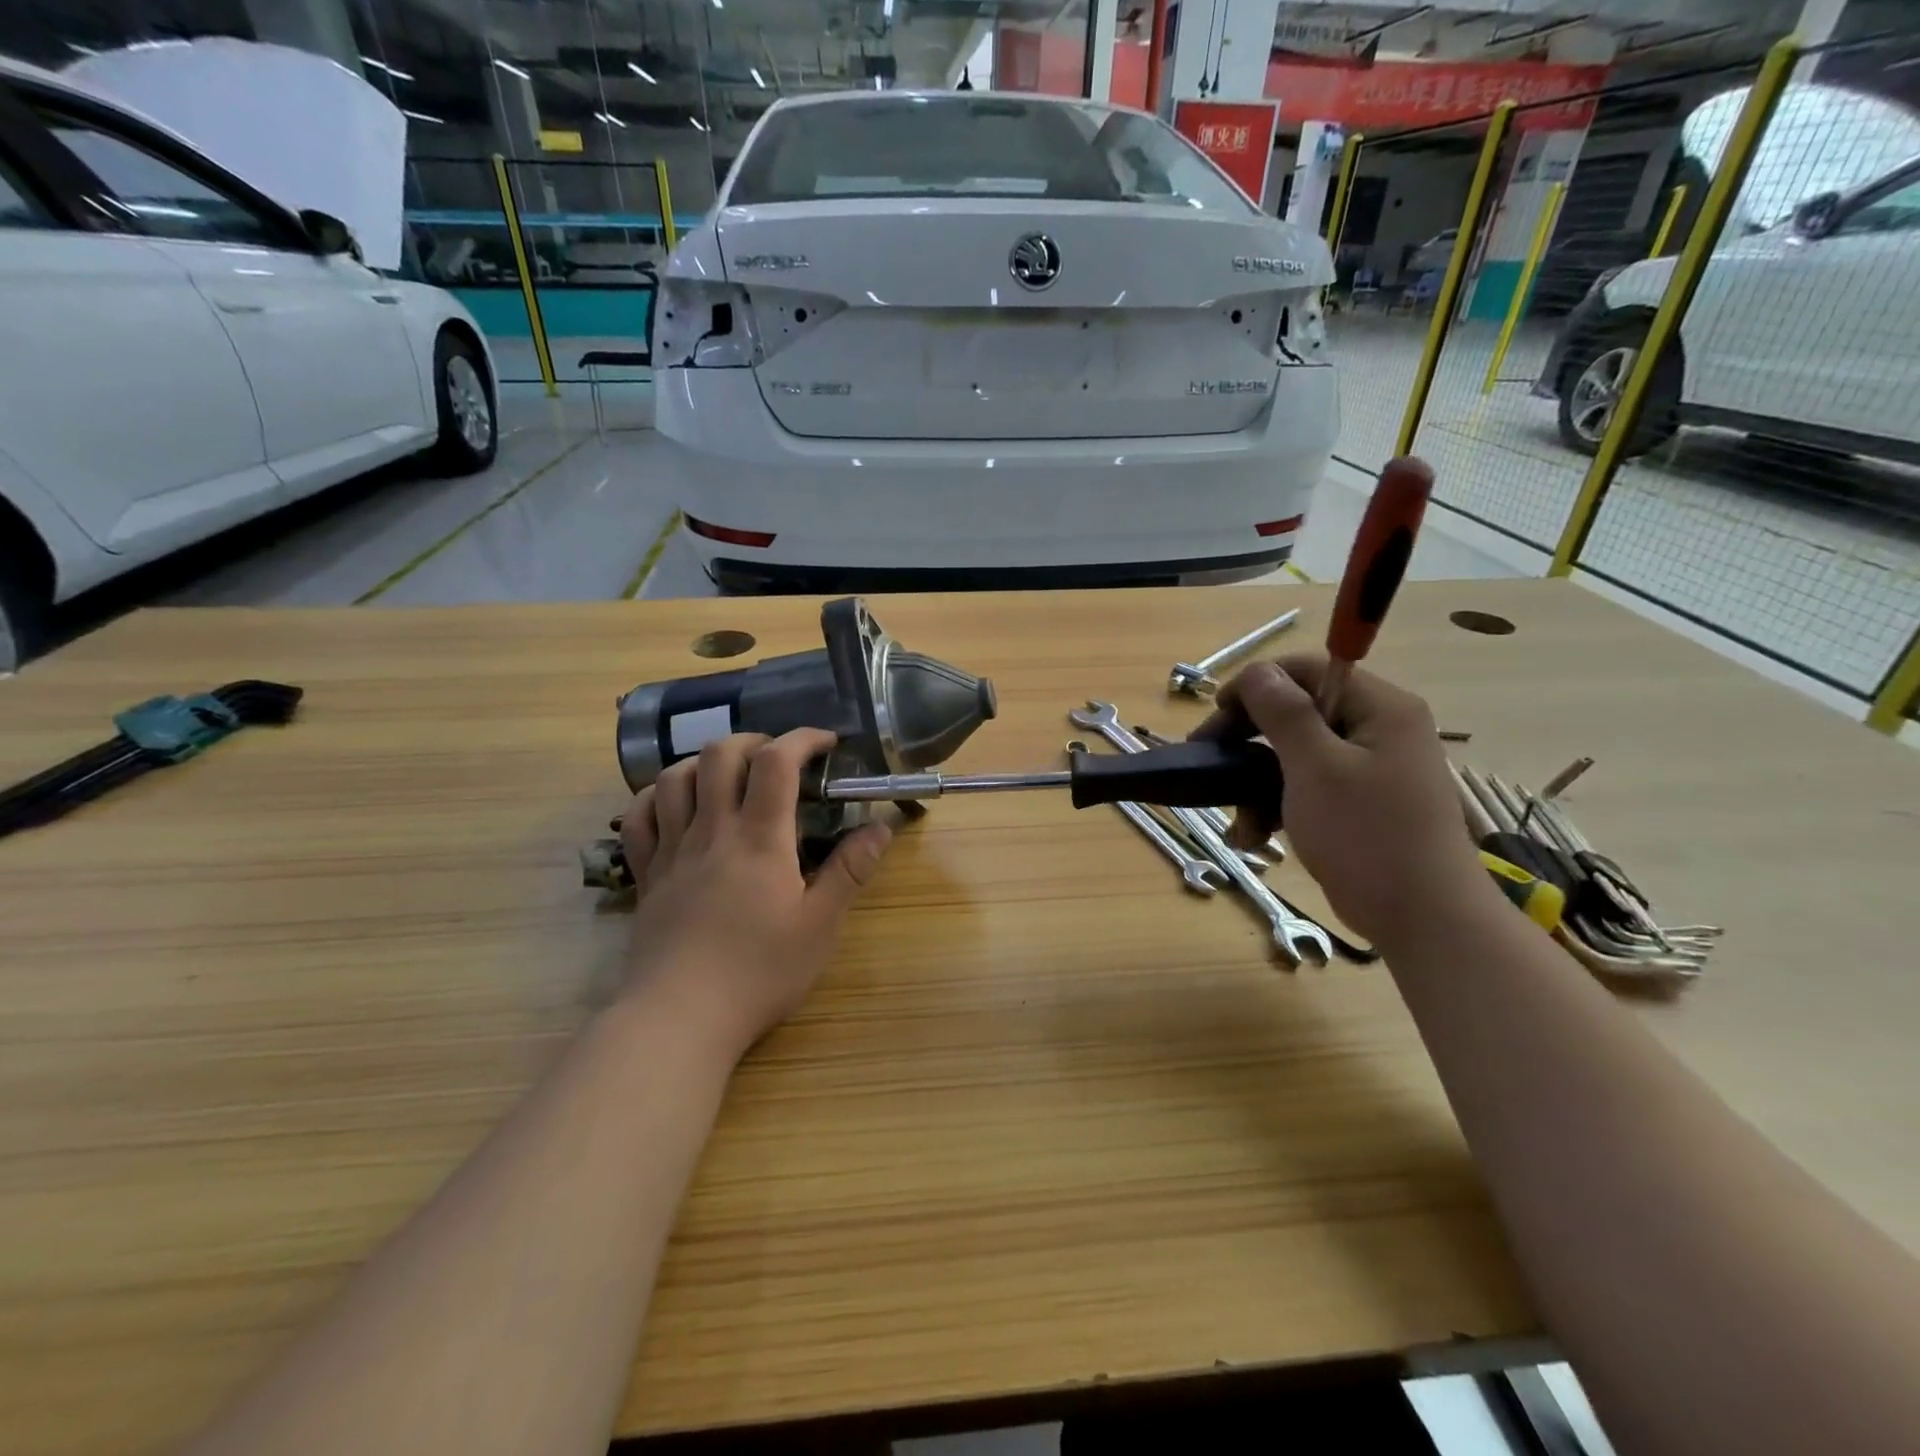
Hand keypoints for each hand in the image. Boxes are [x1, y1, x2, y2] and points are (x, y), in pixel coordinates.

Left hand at [617, 728, 892, 1062]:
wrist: (680, 1017)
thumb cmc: (759, 971)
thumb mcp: (820, 926)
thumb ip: (850, 871)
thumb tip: (881, 827)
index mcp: (759, 839)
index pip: (777, 762)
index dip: (802, 739)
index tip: (826, 743)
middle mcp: (712, 831)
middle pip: (720, 755)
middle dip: (753, 741)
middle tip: (779, 758)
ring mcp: (673, 851)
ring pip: (675, 777)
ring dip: (704, 761)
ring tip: (729, 774)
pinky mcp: (647, 874)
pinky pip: (640, 817)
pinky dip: (656, 796)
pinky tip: (676, 803)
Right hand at [1194, 654, 1483, 946]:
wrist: (1423, 920)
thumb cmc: (1368, 836)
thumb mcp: (1316, 769)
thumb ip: (1284, 713)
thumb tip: (1256, 672)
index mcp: (1380, 708)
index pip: (1307, 670)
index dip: (1257, 685)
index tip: (1217, 715)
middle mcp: (1378, 729)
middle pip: (1298, 713)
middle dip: (1249, 740)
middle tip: (1209, 761)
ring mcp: (1369, 769)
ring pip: (1295, 755)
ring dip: (1256, 783)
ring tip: (1237, 820)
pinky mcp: (1359, 804)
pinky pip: (1307, 787)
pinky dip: (1277, 806)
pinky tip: (1255, 836)